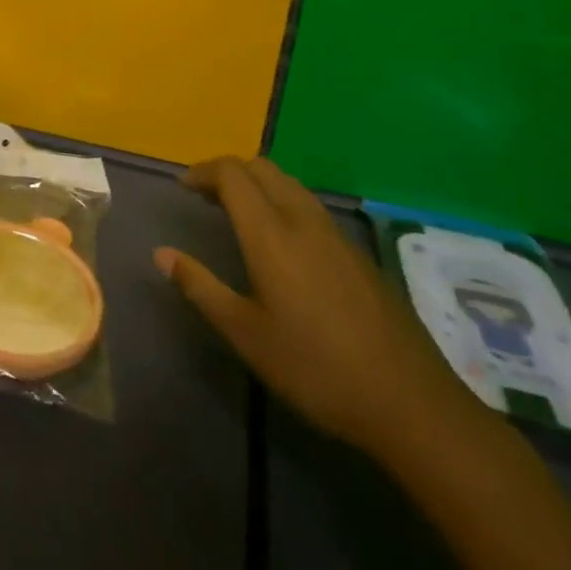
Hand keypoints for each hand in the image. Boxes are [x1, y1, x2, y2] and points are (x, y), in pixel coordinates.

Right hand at [155, 156, 468, 454]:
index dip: (204, 171)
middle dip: (229, 171)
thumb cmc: (315, 367)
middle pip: (262, 168)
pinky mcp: (356, 252)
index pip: (232, 174)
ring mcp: (335, 234)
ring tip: (237, 211)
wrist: (408, 401)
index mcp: (271, 233)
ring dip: (257, 183)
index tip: (183, 187)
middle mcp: (302, 220)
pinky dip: (282, 201)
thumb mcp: (246, 333)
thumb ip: (200, 286)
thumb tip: (161, 253)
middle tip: (205, 196)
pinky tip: (280, 239)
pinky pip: (309, 204)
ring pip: (289, 183)